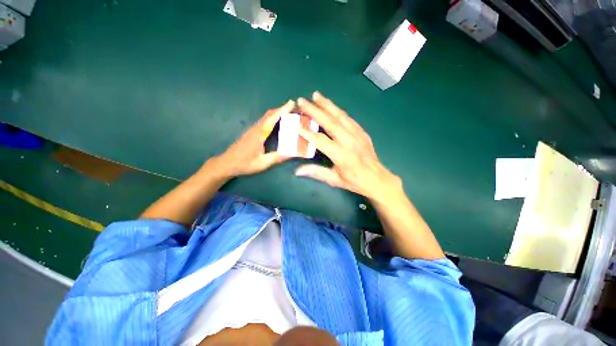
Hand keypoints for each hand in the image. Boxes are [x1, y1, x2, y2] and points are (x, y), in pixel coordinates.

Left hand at [211, 100, 294, 177]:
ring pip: (266, 117)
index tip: (292, 103)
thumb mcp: (262, 163)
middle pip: (269, 114)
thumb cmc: (244, 164)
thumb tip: (292, 153)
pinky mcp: (252, 132)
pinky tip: (277, 123)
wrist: (227, 163)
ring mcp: (253, 130)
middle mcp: (256, 129)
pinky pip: (264, 121)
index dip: (282, 110)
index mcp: (259, 134)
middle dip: (281, 109)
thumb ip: (277, 158)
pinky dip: (272, 118)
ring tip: (288, 114)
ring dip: (277, 113)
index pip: (272, 118)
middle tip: (293, 108)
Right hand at [295, 92, 401, 203]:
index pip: (321, 140)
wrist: (378, 179)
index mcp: (342, 155)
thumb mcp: (335, 180)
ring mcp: (357, 135)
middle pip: (330, 122)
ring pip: (340, 116)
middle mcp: (349, 142)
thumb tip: (297, 171)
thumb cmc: (355, 181)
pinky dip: (338, 111)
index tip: (295, 125)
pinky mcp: (362, 132)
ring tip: (316, 95)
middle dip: (315, 110)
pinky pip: (349, 118)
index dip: (307, 133)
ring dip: (327, 104)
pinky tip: (332, 106)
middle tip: (302, 101)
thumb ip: (316, 173)